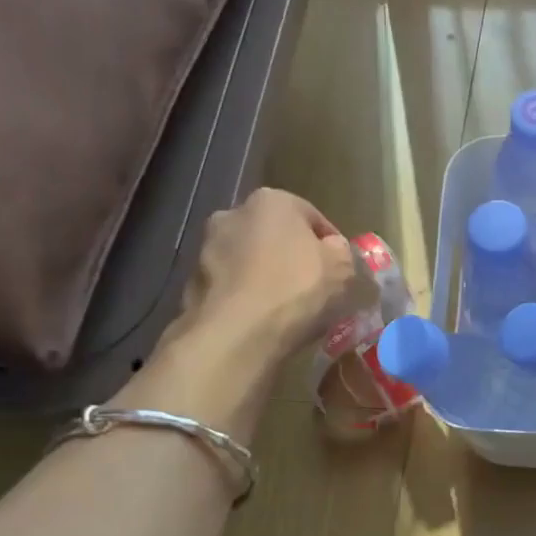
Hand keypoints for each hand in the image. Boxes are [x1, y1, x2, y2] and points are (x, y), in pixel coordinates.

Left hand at [153, 188, 358, 370]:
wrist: (237, 333)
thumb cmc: (296, 289)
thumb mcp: (342, 267)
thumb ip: (342, 251)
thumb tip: (333, 249)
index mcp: (272, 201)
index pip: (313, 218)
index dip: (332, 245)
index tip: (341, 271)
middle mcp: (233, 214)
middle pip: (276, 235)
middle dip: (293, 256)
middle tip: (313, 287)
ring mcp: (206, 248)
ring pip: (250, 260)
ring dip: (266, 276)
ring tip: (286, 308)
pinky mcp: (192, 282)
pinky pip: (232, 286)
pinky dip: (246, 297)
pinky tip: (261, 320)